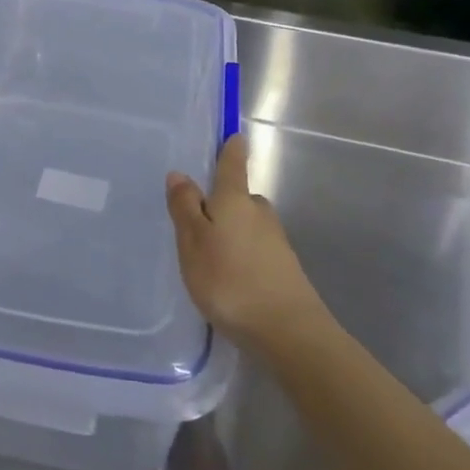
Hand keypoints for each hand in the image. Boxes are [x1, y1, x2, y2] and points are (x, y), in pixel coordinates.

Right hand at [166, 134, 321, 354]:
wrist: (289, 333)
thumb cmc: (230, 280)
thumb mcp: (193, 242)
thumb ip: (185, 207)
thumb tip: (180, 173)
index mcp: (235, 199)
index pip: (233, 164)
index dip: (232, 149)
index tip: (233, 136)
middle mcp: (260, 213)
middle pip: (240, 198)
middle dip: (222, 202)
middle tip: (198, 218)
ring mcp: (277, 242)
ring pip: (248, 226)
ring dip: (231, 233)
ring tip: (209, 255)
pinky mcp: (285, 270)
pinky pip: (256, 251)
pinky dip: (242, 256)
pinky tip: (230, 279)